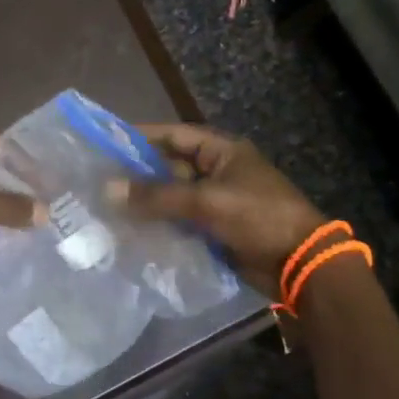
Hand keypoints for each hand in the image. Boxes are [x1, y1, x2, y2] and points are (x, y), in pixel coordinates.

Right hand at [108, 124, 329, 296]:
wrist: (300, 263)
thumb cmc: (257, 217)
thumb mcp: (206, 201)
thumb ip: (157, 196)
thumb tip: (108, 189)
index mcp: (221, 151)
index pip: (173, 135)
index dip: (140, 137)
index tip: (106, 142)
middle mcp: (217, 171)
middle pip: (170, 167)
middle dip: (138, 175)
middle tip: (99, 181)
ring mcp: (217, 201)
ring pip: (173, 196)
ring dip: (147, 203)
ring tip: (107, 207)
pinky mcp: (215, 229)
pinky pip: (181, 221)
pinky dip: (160, 225)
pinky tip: (132, 232)